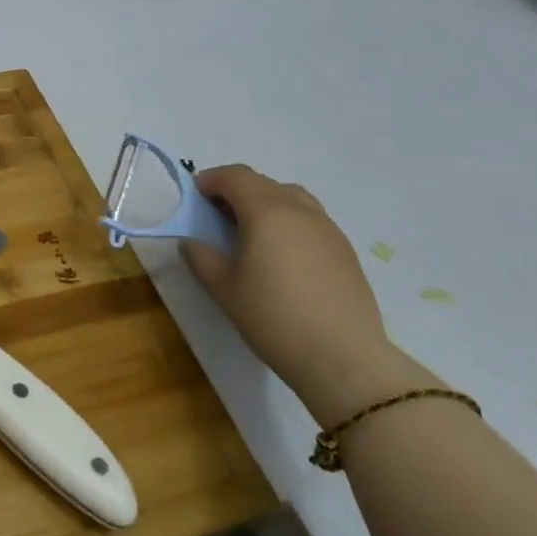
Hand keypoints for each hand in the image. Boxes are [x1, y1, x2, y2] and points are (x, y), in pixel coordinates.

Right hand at [180, 164, 416, 424]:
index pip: (235, 176)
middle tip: (217, 215)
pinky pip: (310, 219)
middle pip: (263, 182)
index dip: (211, 179)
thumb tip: (191, 241)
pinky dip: (288, 221)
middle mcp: (299, 210)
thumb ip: (201, 257)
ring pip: (291, 197)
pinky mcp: (345, 250)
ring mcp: (328, 229)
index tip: (195, 194)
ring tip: (252, 231)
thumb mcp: (224, 289)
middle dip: (236, 190)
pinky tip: (282, 254)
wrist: (344, 358)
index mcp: (266, 212)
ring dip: (265, 202)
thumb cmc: (274, 318)